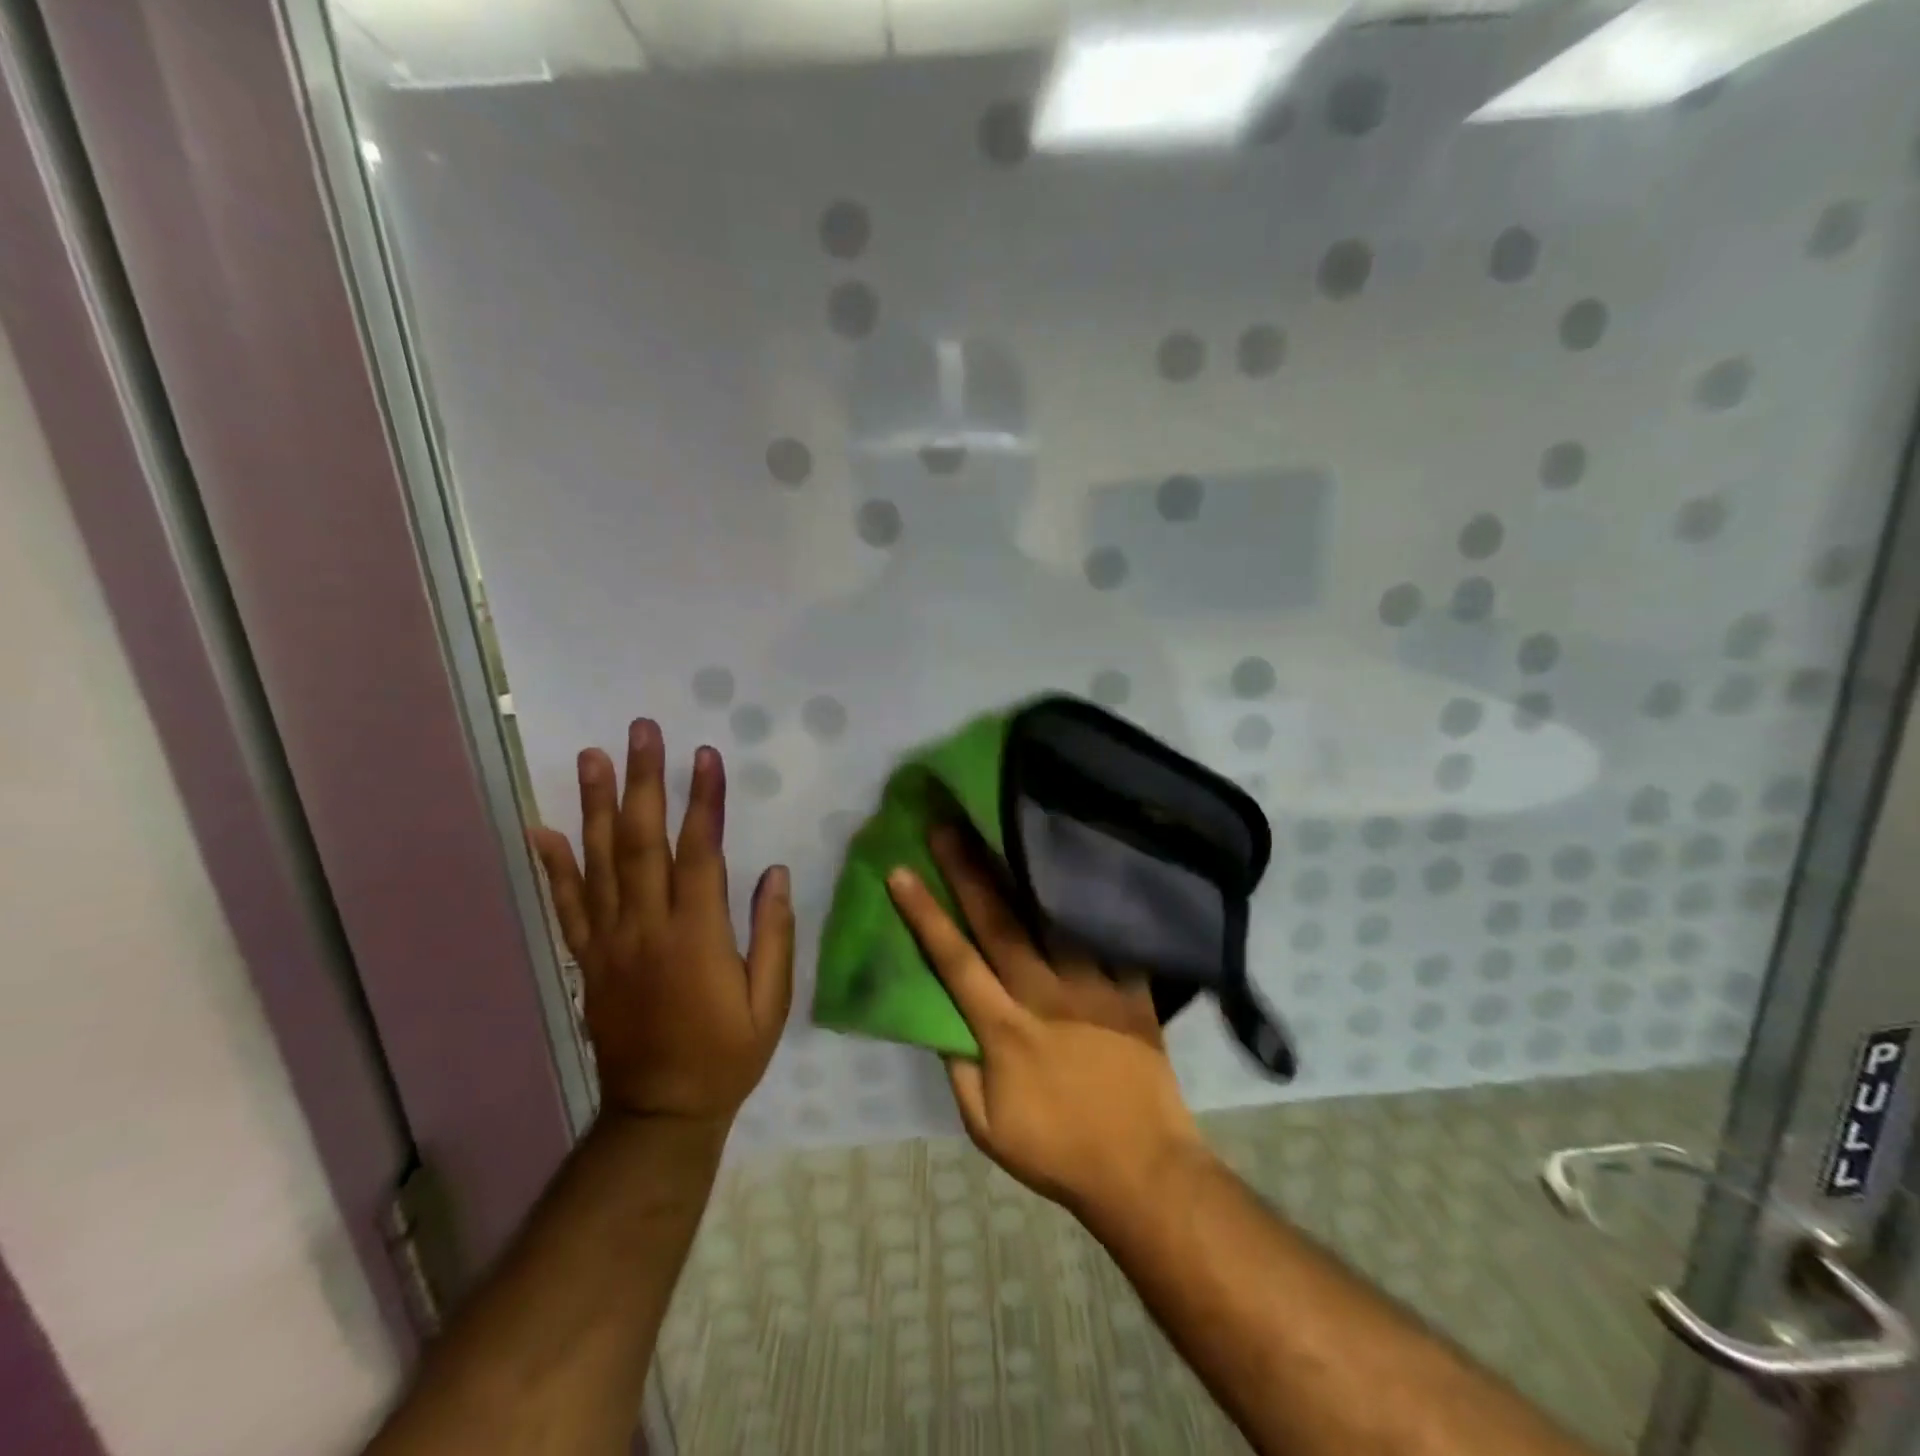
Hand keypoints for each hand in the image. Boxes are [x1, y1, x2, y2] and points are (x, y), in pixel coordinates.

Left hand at [532, 718, 793, 1131]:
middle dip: (644, 782)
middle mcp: (647, 928)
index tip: (705, 756)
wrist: (660, 1113)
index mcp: (697, 937)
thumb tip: (777, 873)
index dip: (703, 801)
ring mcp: (609, 943)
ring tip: (592, 757)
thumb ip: (775, 935)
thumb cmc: (727, 1054)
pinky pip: (566, 907)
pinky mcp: (587, 960)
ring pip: (599, 863)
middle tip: (641, 732)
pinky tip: (541, 828)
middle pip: (641, 843)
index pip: (699, 853)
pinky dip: (553, 866)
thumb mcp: (771, 1002)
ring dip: (596, 806)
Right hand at [886, 827, 1208, 1223]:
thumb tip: (940, 1018)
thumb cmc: (1057, 1151)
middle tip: (948, 826)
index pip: (954, 961)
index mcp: (1004, 1028)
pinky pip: (1113, 937)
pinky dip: (1097, 903)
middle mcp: (1044, 994)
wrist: (1143, 1171)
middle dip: (968, 871)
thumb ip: (959, 1069)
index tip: (901, 871)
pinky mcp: (1132, 990)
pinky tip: (1084, 866)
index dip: (924, 915)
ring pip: (1054, 918)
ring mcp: (1093, 987)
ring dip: (1026, 874)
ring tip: (1009, 831)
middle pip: (1000, 922)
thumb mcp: (986, 1127)